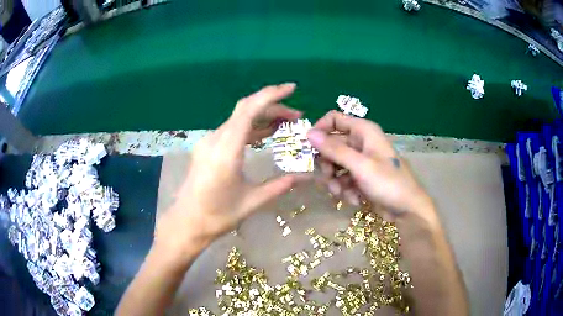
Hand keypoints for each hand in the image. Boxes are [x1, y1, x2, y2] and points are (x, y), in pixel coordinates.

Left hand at [154, 83, 305, 261]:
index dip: (271, 95)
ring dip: (261, 117)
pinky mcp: (207, 148)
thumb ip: (279, 185)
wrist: (186, 223)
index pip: (248, 110)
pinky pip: (231, 130)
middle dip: (272, 107)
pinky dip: (250, 128)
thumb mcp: (252, 202)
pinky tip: (264, 134)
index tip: (291, 88)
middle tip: (296, 115)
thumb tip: (305, 177)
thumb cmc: (217, 215)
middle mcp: (215, 140)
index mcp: (226, 150)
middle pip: (245, 110)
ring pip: (238, 119)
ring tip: (285, 123)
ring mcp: (208, 143)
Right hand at [307, 111, 432, 219]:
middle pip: (331, 145)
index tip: (309, 148)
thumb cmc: (388, 183)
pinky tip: (355, 199)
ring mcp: (360, 161)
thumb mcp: (360, 166)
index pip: (334, 119)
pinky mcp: (360, 177)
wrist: (406, 209)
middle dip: (327, 164)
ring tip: (343, 193)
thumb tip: (309, 133)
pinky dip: (345, 190)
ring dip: (335, 181)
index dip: (320, 130)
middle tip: (328, 178)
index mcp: (363, 131)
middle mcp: (360, 142)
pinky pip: (342, 178)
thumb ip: (334, 149)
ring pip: (334, 165)